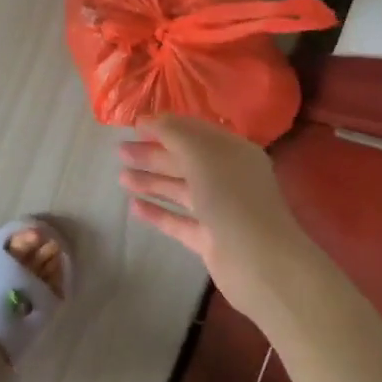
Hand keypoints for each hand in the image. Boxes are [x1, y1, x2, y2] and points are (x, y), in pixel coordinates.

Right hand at [119, 113, 311, 320]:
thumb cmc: (231, 197)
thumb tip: (147, 119)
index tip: (134, 125)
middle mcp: (228, 177)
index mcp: (233, 152)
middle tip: (120, 151)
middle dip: (153, 154)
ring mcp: (220, 210)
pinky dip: (158, 212)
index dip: (165, 126)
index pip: (195, 131)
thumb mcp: (200, 152)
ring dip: (152, 181)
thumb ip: (172, 132)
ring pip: (180, 190)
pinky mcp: (210, 239)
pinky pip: (179, 221)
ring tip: (121, 177)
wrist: (260, 262)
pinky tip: (133, 207)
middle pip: (185, 161)